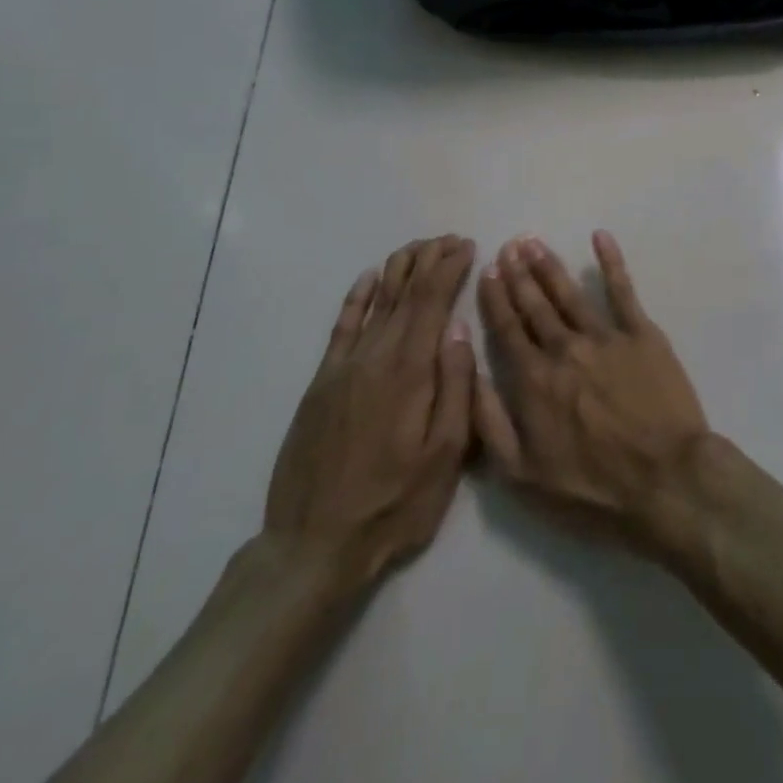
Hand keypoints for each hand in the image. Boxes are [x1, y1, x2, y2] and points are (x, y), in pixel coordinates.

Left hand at [263, 236, 476, 591]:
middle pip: (404, 293)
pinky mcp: (321, 384)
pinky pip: (341, 328)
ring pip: (375, 302)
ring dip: (398, 270)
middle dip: (428, 260)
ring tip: (416, 247)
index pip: (432, 301)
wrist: (314, 545)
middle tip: (449, 238)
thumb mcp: (445, 453)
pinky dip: (356, 299)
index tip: (468, 245)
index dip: (449, 268)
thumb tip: (460, 328)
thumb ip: (456, 386)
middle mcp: (375, 357)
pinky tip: (367, 280)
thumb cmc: (395, 502)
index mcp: (410, 370)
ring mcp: (343, 368)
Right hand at [473, 232, 710, 553]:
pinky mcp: (643, 334)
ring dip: (550, 266)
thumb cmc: (593, 487)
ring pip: (570, 293)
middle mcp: (565, 349)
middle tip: (508, 245)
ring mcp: (606, 337)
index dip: (496, 298)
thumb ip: (490, 422)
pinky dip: (611, 262)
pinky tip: (600, 237)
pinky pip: (624, 291)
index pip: (508, 329)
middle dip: (519, 274)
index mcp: (534, 381)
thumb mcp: (522, 474)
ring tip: (534, 242)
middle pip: (536, 305)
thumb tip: (470, 374)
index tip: (488, 271)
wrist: (665, 479)